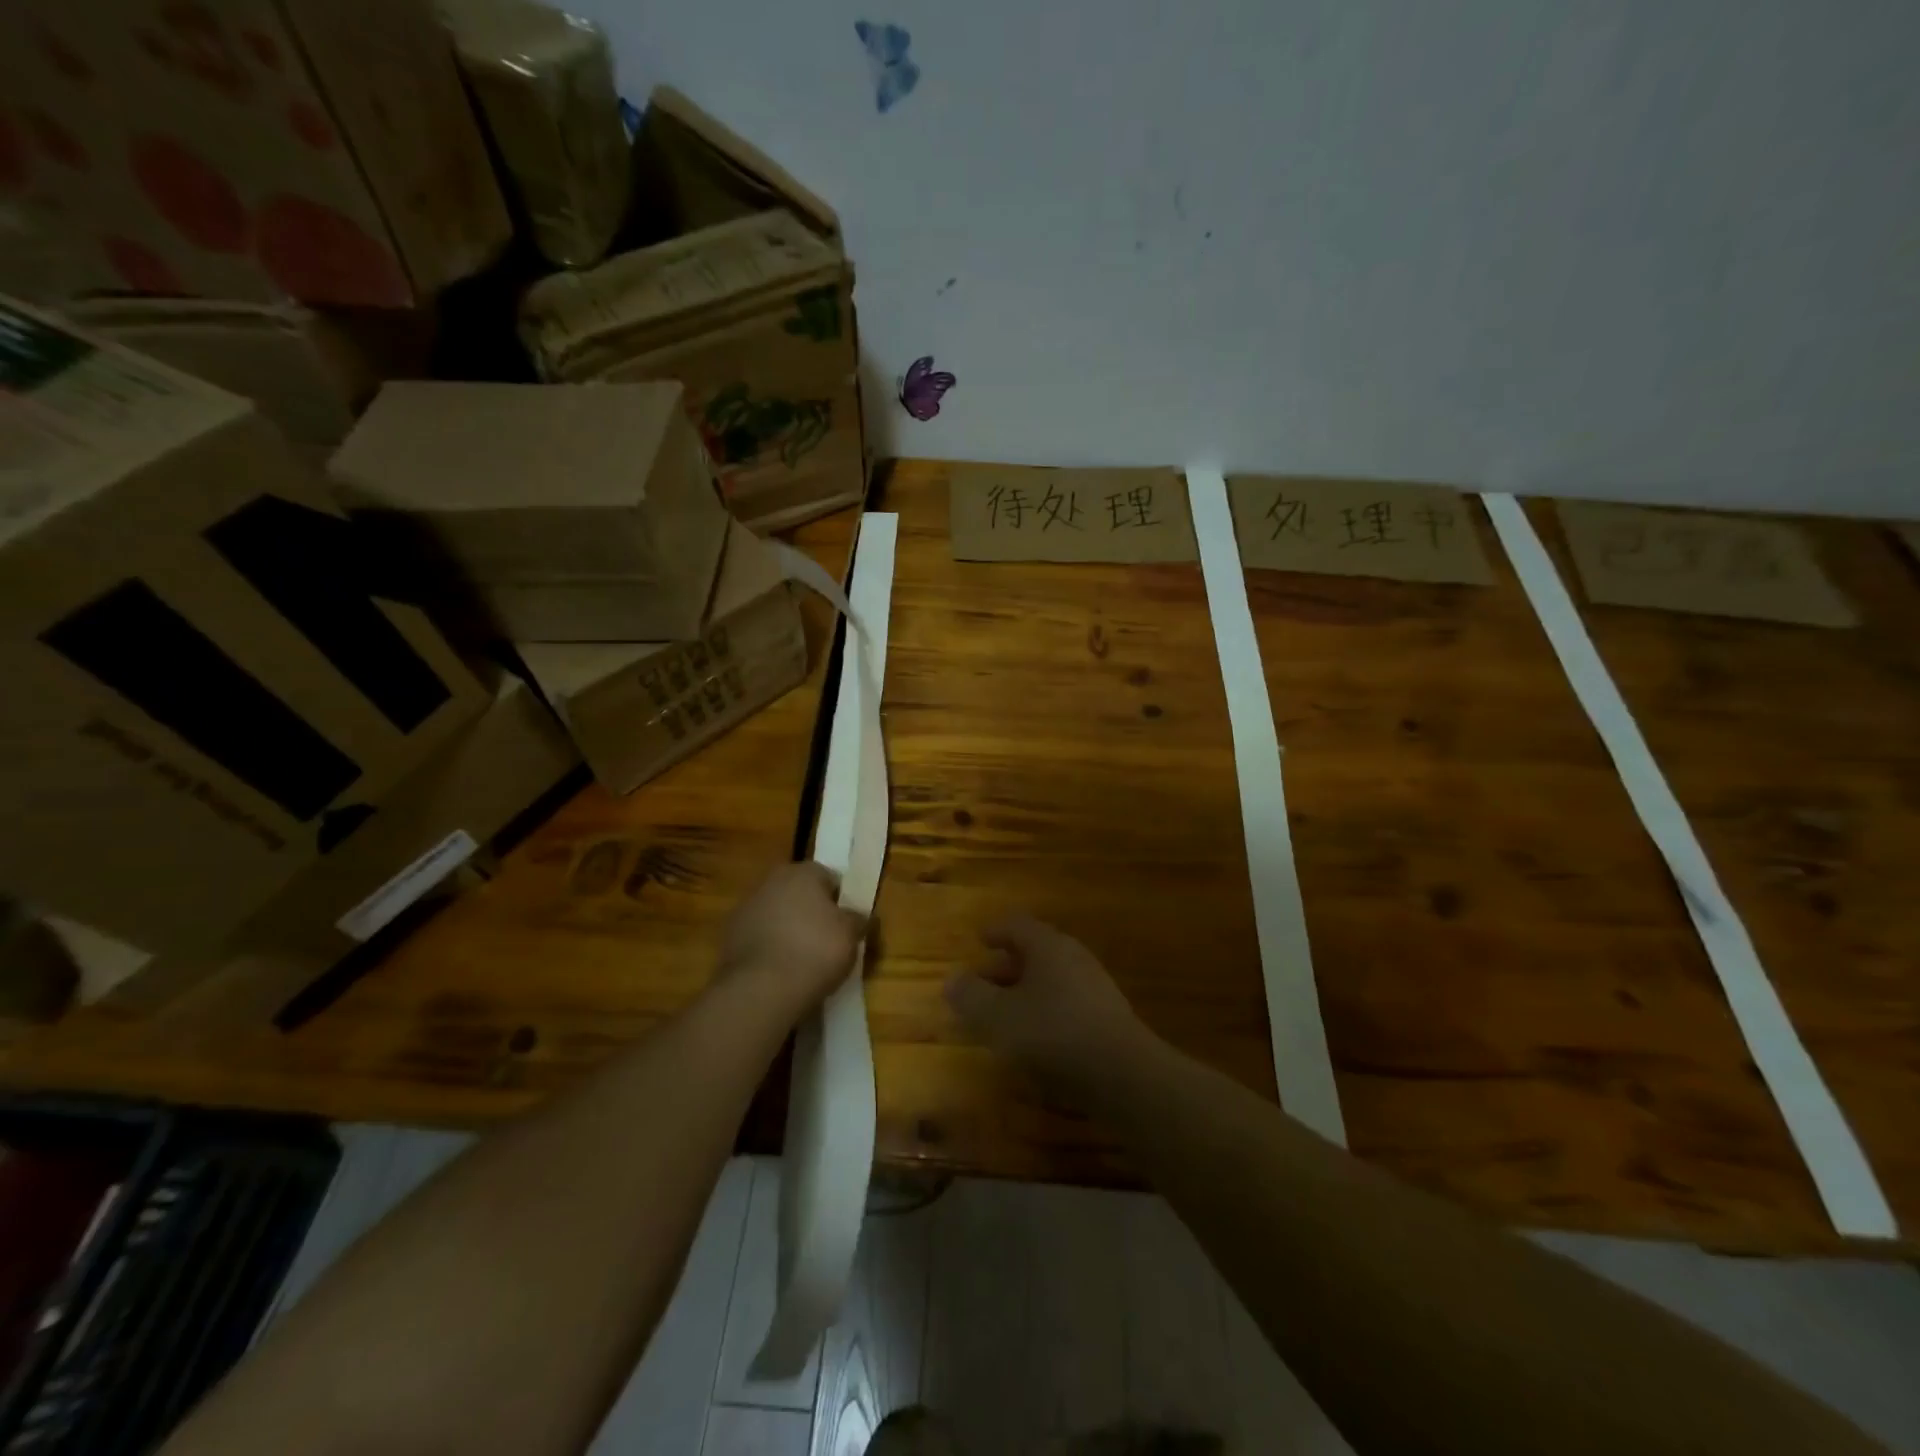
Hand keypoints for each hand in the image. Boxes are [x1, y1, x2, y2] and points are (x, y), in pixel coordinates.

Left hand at [716, 863, 865, 1017]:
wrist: (761, 989)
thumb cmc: (815, 951)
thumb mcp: (851, 935)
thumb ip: (858, 919)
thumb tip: (860, 916)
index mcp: (802, 872)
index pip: (829, 877)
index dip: (840, 900)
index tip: (847, 923)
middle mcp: (771, 881)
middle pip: (799, 893)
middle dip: (811, 911)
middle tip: (827, 939)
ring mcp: (745, 908)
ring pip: (776, 913)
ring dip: (788, 928)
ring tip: (803, 960)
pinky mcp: (728, 936)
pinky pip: (759, 936)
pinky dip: (769, 947)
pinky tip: (780, 970)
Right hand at [945, 915, 1154, 1099]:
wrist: (1123, 1073)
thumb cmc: (1053, 1033)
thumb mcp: (1000, 1016)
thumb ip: (972, 996)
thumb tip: (952, 980)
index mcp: (1047, 945)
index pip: (1016, 925)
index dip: (995, 931)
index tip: (979, 939)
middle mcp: (1072, 956)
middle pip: (1034, 951)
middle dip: (1006, 965)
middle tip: (983, 981)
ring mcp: (1094, 985)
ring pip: (1050, 977)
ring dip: (1025, 990)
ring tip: (1004, 1013)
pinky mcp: (1105, 1015)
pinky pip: (1066, 1000)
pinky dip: (1044, 1009)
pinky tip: (1034, 1036)